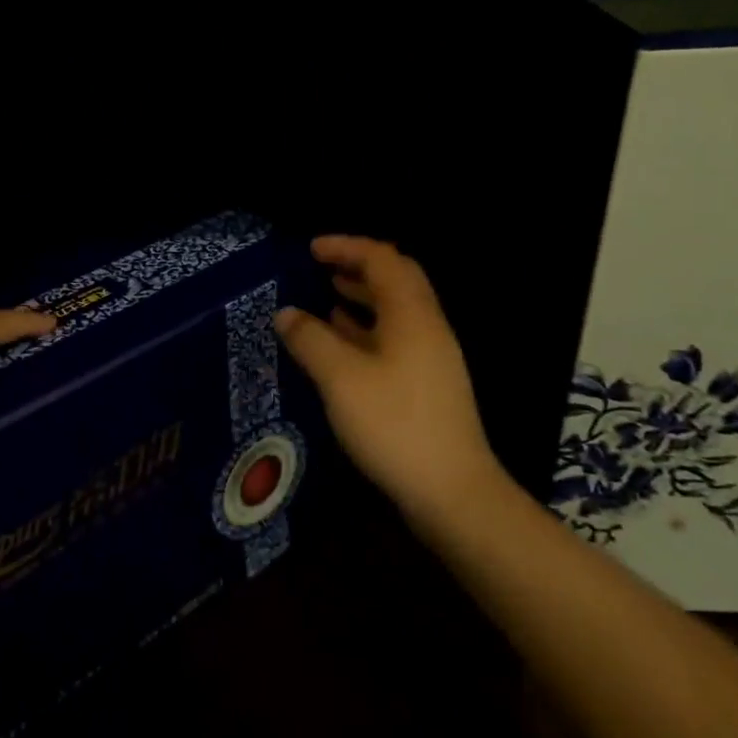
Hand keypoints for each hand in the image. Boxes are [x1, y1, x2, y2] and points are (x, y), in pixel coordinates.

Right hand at [273, 236, 509, 522]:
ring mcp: (431, 357)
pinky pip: (394, 337)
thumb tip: (285, 313)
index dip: (347, 246)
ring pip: (395, 310)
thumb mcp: (341, 378)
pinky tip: (342, 342)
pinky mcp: (427, 384)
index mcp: (412, 314)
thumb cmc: (394, 424)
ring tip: (326, 296)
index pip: (382, 259)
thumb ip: (310, 339)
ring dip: (362, 296)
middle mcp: (427, 327)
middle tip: (320, 267)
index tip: (311, 249)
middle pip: (395, 279)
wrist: (452, 491)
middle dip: (357, 266)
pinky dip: (366, 328)